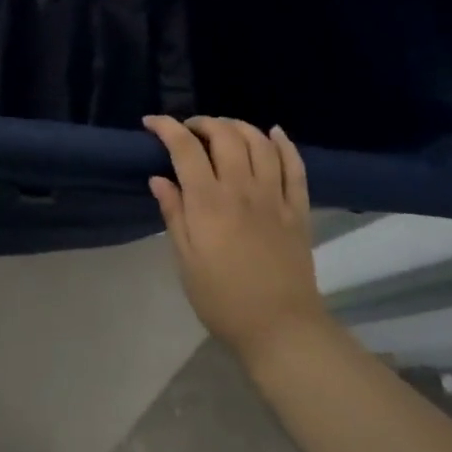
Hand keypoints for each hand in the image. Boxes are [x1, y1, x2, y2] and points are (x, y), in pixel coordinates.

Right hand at [143, 115, 331, 364]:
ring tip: (223, 130)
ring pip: (260, 143)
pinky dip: (284, 144)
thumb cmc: (222, 299)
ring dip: (239, 126)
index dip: (167, 127)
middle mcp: (242, 190)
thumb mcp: (185, 260)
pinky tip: (273, 133)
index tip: (151, 123)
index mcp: (209, 203)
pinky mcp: (299, 209)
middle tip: (188, 130)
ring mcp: (275, 197)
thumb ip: (174, 214)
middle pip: (225, 135)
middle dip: (203, 123)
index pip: (185, 148)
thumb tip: (159, 178)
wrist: (280, 328)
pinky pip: (295, 166)